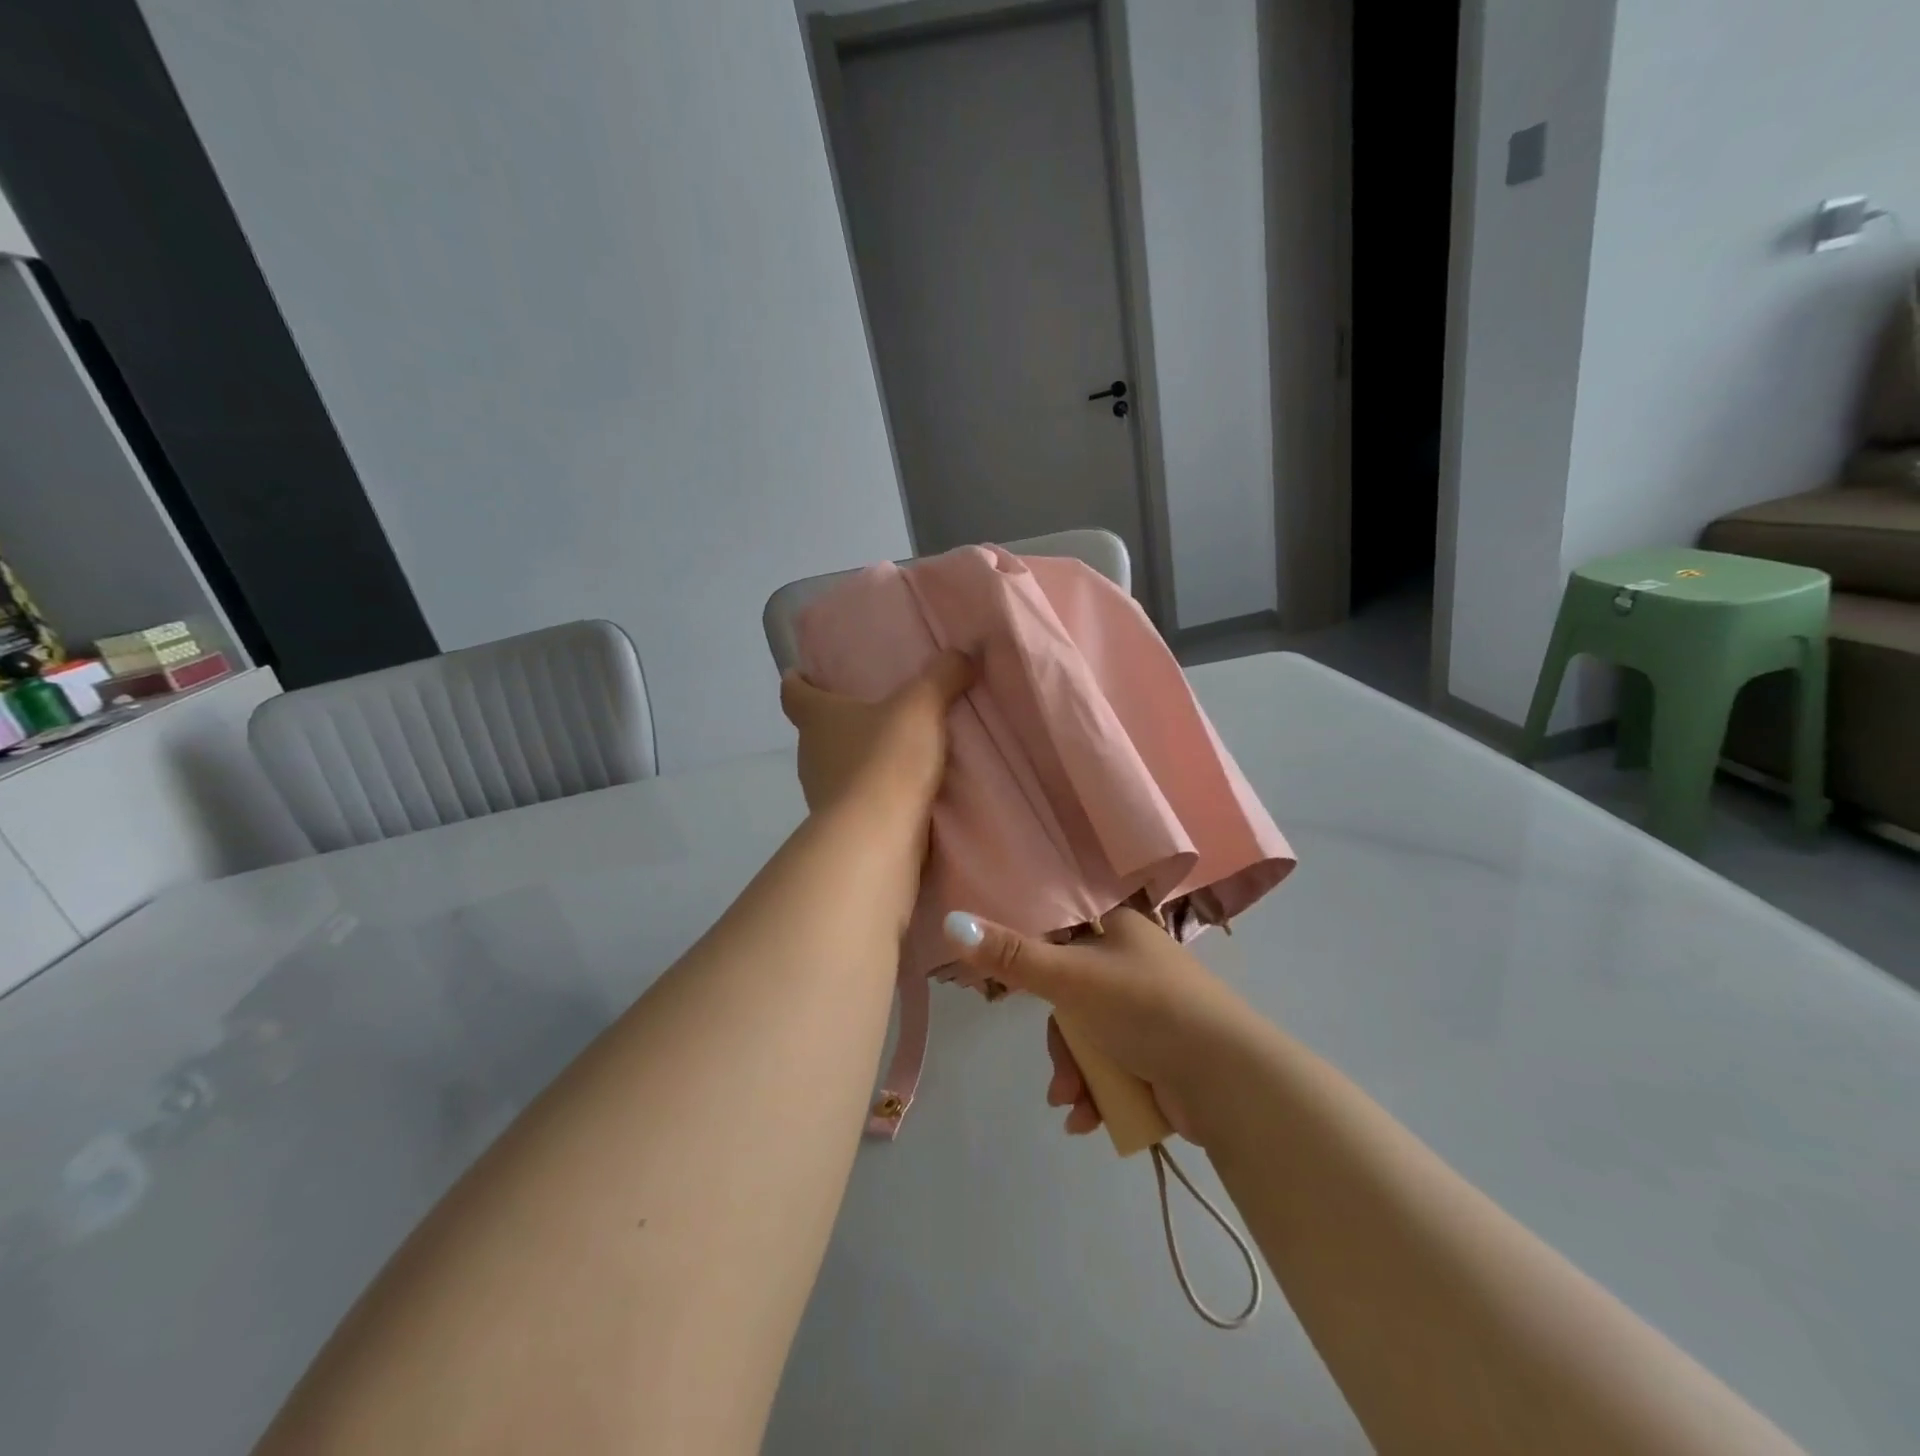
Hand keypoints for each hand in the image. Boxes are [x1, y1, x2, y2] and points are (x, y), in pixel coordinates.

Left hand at [780, 650, 973, 821]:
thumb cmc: (886, 760)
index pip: (794, 693)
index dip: (798, 681)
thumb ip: (941, 676)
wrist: (877, 837)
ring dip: (857, 761)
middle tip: (869, 711)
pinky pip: (856, 801)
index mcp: (817, 718)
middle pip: (815, 732)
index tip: (801, 673)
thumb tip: (962, 653)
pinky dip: (873, 794)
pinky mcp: (842, 828)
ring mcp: (822, 795)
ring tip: (893, 752)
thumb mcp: (921, 707)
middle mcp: (810, 754)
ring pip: (835, 768)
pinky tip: (902, 793)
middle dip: (838, 722)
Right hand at [943, 906, 1267, 1145]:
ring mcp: (1150, 1011)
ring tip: (1075, 1106)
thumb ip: (1011, 957)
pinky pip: (1113, 1066)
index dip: (1034, 967)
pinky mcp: (1162, 1053)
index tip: (1016, 996)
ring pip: (1089, 1038)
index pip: (1059, 936)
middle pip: (1070, 999)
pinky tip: (1091, 1120)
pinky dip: (1099, 1092)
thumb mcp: (1070, 979)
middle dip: (1060, 1045)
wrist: (1229, 1080)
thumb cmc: (1146, 1009)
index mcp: (1119, 929)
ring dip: (1075, 1075)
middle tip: (1061, 1076)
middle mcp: (1134, 964)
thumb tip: (950, 920)